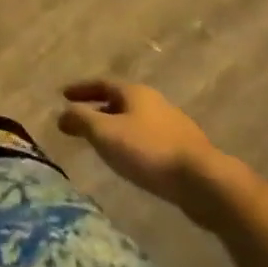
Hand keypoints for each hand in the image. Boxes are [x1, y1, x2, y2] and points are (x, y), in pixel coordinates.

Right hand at [58, 80, 236, 226]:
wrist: (205, 182)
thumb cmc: (148, 151)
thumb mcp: (104, 133)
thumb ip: (80, 120)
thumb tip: (62, 114)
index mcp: (134, 92)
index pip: (101, 84)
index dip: (80, 89)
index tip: (63, 95)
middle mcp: (154, 102)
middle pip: (120, 101)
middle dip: (99, 109)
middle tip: (81, 120)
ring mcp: (174, 126)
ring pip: (136, 121)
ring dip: (117, 128)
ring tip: (104, 143)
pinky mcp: (186, 150)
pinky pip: (150, 139)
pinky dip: (134, 143)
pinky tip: (132, 160)